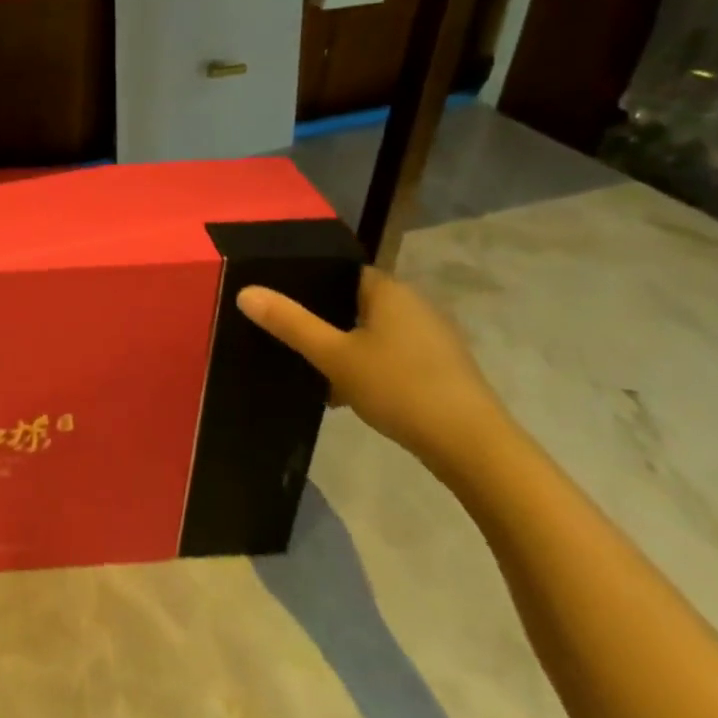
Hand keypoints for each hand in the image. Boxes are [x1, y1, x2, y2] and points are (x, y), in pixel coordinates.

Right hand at [235, 267, 505, 469]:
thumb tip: (245, 292)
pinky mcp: (440, 369)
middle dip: (324, 319)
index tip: (280, 299)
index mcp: (389, 290)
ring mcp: (432, 338)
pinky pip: (391, 356)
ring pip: (372, 332)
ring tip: (311, 368)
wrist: (472, 447)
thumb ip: (290, 323)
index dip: (309, 280)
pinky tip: (347, 395)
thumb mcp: (333, 356)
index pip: (342, 270)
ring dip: (345, 348)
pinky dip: (367, 367)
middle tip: (288, 335)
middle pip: (355, 302)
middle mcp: (414, 304)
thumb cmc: (399, 387)